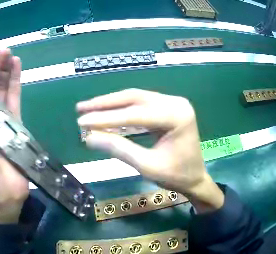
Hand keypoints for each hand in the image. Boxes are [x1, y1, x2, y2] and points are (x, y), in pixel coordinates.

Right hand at [77, 89, 223, 212]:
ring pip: (137, 98)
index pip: (135, 114)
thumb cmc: (175, 176)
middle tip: (81, 108)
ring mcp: (173, 103)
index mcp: (177, 116)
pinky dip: (123, 110)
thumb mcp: (147, 166)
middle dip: (106, 104)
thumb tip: (89, 137)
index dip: (106, 118)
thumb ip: (119, 149)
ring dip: (112, 104)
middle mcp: (176, 102)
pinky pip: (142, 105)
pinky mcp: (168, 107)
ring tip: (89, 109)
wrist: (194, 178)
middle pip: (135, 98)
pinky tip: (108, 113)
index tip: (82, 121)